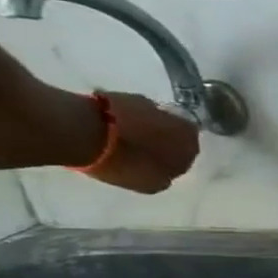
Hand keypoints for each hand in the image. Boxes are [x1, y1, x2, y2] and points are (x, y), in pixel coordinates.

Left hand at [85, 91, 199, 193]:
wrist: (86, 131)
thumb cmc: (126, 163)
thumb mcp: (151, 183)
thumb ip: (164, 176)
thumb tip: (164, 172)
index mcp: (191, 144)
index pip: (188, 153)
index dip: (172, 159)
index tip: (156, 165)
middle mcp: (179, 121)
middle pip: (172, 132)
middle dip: (159, 140)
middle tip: (140, 151)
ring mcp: (149, 105)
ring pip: (151, 119)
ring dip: (140, 128)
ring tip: (120, 139)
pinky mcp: (122, 95)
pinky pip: (128, 110)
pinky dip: (121, 118)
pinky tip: (105, 129)